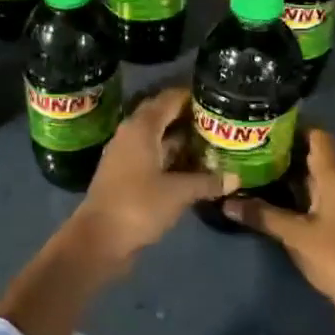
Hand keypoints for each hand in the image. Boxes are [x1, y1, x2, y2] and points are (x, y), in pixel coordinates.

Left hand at [68, 86, 231, 270]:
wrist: (98, 239)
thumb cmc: (138, 206)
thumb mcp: (178, 193)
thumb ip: (207, 182)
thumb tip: (236, 178)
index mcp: (141, 128)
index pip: (169, 99)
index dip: (191, 95)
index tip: (216, 96)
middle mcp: (131, 134)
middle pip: (162, 116)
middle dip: (188, 116)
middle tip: (217, 119)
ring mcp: (126, 155)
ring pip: (157, 138)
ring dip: (181, 139)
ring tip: (211, 141)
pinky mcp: (125, 175)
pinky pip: (152, 156)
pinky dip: (171, 157)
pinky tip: (193, 166)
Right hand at [223, 130, 334, 318]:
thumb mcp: (295, 235)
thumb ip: (262, 215)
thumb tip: (226, 202)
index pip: (318, 136)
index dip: (294, 128)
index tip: (265, 127)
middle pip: (315, 154)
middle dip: (285, 150)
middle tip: (252, 149)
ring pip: (315, 176)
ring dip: (290, 173)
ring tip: (256, 169)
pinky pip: (318, 194)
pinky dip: (298, 191)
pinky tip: (275, 197)